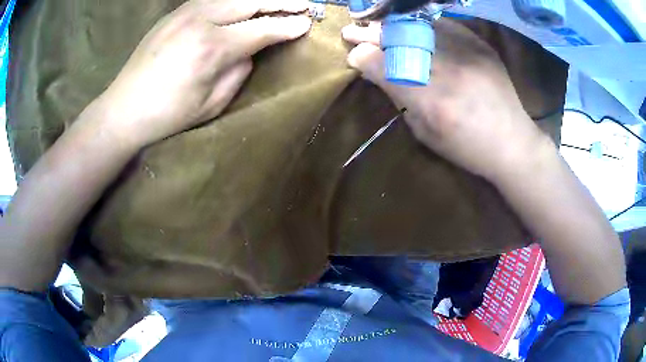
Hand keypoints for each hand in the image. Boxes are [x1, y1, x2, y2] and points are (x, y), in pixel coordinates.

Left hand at [98, 0, 311, 147]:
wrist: (123, 108)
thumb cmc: (167, 115)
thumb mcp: (212, 104)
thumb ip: (238, 71)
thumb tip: (249, 50)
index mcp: (212, 48)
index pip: (263, 29)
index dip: (288, 26)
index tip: (307, 24)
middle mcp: (201, 21)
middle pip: (251, 1)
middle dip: (282, 2)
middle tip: (303, 4)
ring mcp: (185, 12)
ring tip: (277, 2)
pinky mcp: (174, 13)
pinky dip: (234, 0)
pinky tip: (243, 5)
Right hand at [342, 21, 552, 181]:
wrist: (513, 142)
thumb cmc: (467, 148)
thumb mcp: (425, 132)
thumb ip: (399, 97)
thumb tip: (375, 70)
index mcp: (431, 101)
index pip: (383, 66)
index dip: (362, 57)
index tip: (353, 55)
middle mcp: (448, 70)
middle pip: (398, 39)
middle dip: (369, 34)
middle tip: (352, 32)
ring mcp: (467, 52)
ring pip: (417, 26)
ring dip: (392, 26)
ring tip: (377, 28)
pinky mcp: (480, 44)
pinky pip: (442, 25)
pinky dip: (422, 26)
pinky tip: (411, 29)